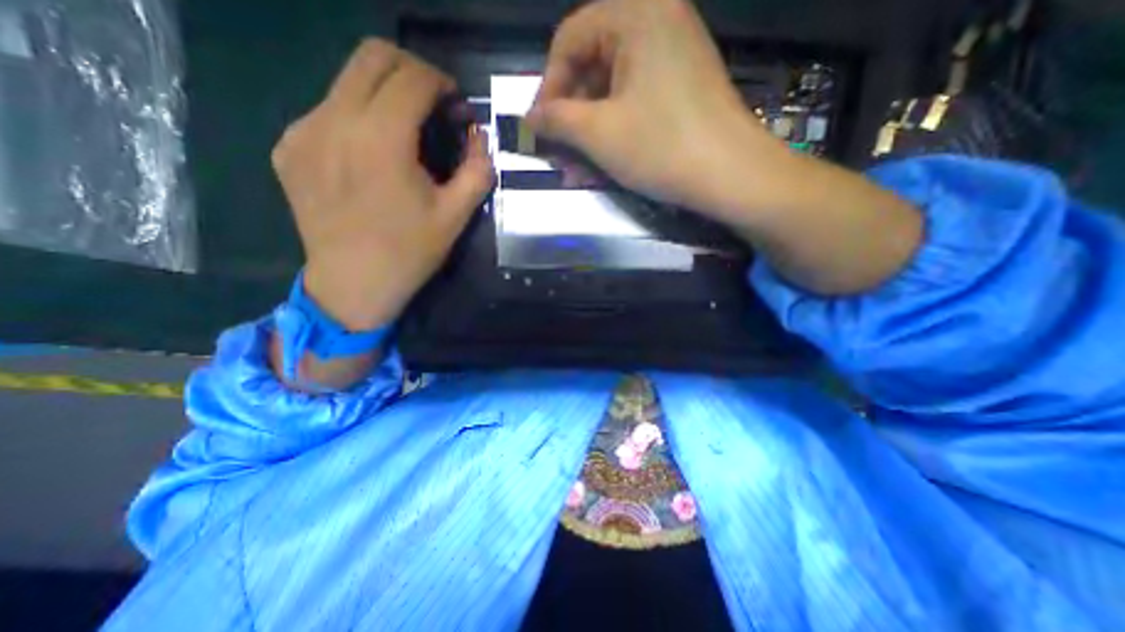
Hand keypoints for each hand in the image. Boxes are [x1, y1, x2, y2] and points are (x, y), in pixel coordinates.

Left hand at [272, 38, 493, 330]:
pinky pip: (327, 111)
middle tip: (433, 106)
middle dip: (412, 71)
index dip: (441, 82)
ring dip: (384, 95)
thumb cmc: (410, 253)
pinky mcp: (288, 147)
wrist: (352, 284)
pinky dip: (357, 119)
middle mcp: (334, 121)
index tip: (456, 106)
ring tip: (403, 134)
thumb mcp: (456, 216)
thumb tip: (479, 136)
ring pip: (347, 81)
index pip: (412, 77)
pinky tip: (370, 157)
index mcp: (381, 139)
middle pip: (373, 56)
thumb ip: (477, 169)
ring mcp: (303, 131)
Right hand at [527, 0, 788, 224]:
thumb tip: (530, 118)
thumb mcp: (599, 133)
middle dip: (571, 117)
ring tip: (577, 170)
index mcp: (636, 13)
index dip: (548, 85)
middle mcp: (657, 22)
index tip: (540, 127)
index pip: (570, 39)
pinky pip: (634, 103)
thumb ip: (557, 120)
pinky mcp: (681, 87)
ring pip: (612, 92)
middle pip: (592, 66)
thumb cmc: (661, 147)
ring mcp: (673, 56)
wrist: (731, 175)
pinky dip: (614, 132)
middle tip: (558, 154)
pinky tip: (602, 164)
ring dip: (590, 133)